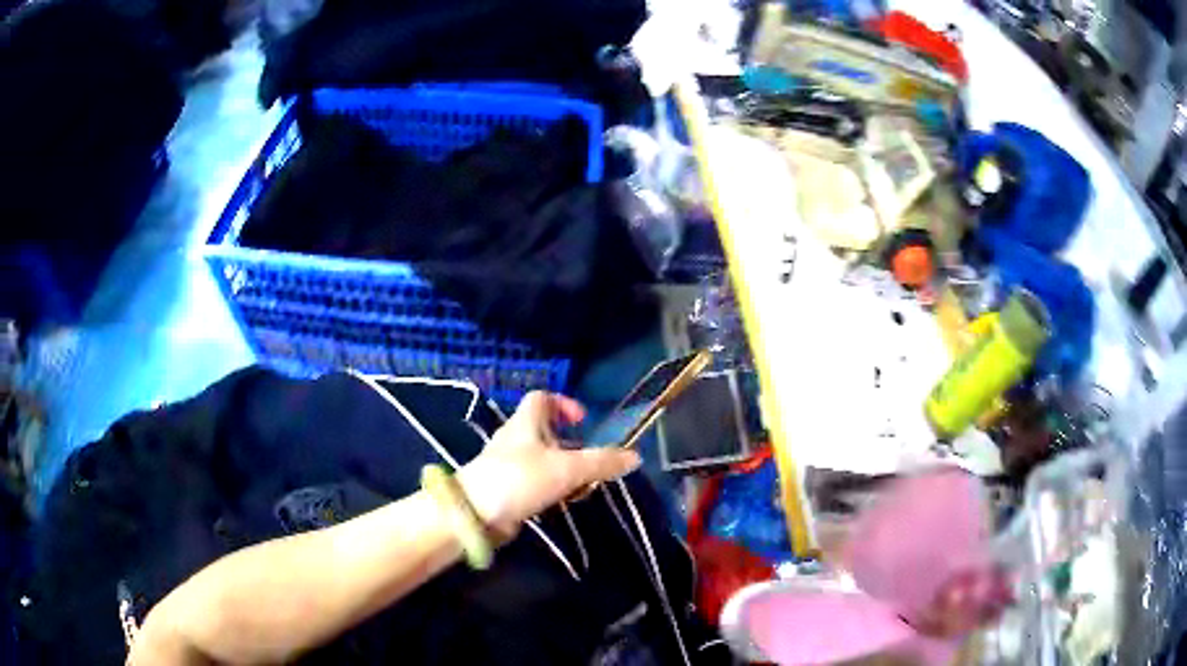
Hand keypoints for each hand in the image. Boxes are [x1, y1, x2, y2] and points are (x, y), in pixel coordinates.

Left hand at [458, 392, 641, 536]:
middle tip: (589, 463)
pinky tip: (560, 503)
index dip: (564, 404)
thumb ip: (601, 462)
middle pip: (544, 432)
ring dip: (562, 470)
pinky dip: (549, 489)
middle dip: (570, 445)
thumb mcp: (567, 468)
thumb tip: (634, 456)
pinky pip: (533, 482)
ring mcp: (506, 465)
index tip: (584, 421)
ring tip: (580, 487)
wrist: (477, 514)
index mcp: (525, 423)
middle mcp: (514, 439)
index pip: (542, 398)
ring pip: (541, 460)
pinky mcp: (505, 489)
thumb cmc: (520, 479)